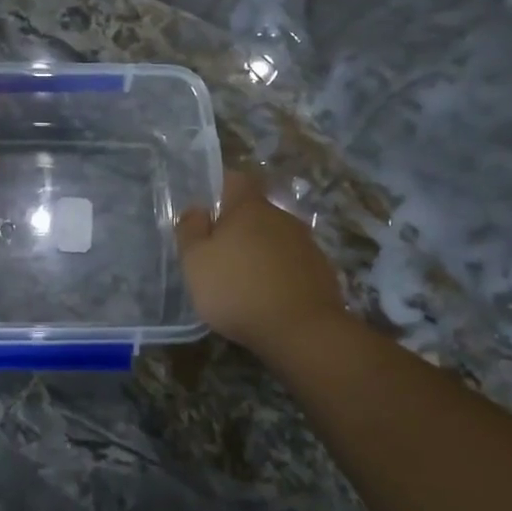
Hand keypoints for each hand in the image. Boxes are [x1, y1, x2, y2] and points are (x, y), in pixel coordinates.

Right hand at [176, 171, 345, 353]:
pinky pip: (291, 263)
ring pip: (274, 238)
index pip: (236, 180)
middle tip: (218, 253)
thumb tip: (196, 209)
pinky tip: (267, 297)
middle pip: (255, 212)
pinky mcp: (321, 271)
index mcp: (249, 208)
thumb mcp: (195, 261)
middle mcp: (281, 217)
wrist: (302, 330)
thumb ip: (190, 230)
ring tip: (242, 280)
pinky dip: (278, 273)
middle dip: (238, 227)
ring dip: (259, 252)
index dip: (221, 188)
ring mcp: (306, 244)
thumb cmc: (238, 289)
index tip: (207, 208)